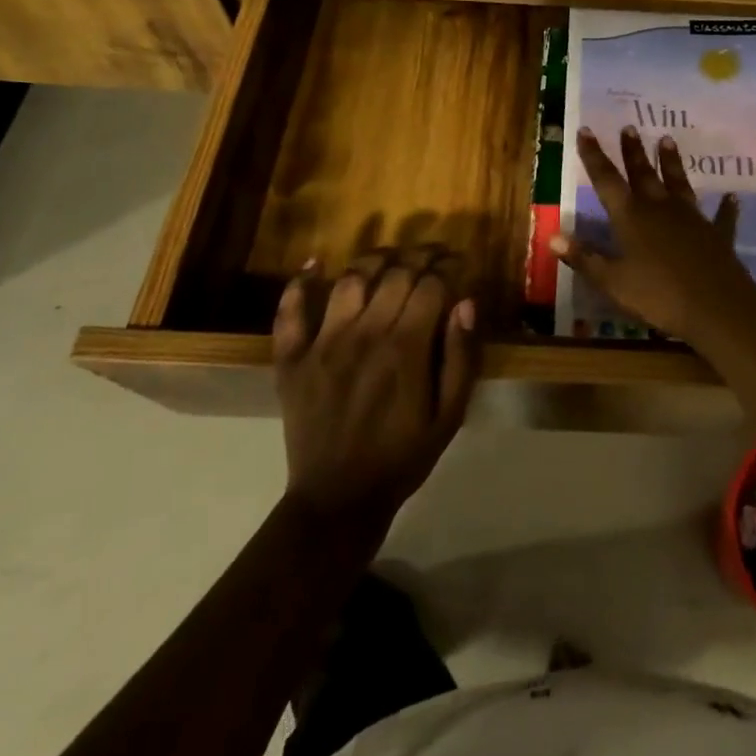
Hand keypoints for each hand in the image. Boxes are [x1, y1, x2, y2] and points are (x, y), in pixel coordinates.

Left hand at [273, 253, 477, 534]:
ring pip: (351, 279)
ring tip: (391, 259)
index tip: (458, 264)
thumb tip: (466, 302)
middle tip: (433, 255)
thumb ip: (461, 357)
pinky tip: (315, 263)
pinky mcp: (292, 358)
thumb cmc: (402, 457)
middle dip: (420, 255)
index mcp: (406, 348)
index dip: (448, 267)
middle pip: (395, 272)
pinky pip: (290, 311)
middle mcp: (365, 334)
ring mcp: (324, 343)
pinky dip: (300, 282)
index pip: (430, 284)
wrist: (338, 500)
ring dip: (374, 259)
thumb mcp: (450, 415)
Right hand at [549, 126, 755, 341]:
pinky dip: (725, 207)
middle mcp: (660, 208)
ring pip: (678, 183)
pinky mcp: (716, 234)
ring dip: (672, 162)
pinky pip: (720, 216)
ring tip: (667, 139)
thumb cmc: (657, 295)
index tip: (586, 130)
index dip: (594, 155)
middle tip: (629, 127)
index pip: (606, 179)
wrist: (715, 306)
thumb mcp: (612, 281)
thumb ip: (584, 257)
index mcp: (631, 217)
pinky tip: (731, 197)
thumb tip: (552, 236)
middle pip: (643, 173)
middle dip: (633, 151)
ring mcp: (691, 218)